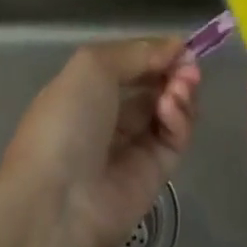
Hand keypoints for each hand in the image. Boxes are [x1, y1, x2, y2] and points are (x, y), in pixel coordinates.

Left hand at [2, 38, 200, 246]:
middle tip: (188, 66)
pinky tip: (170, 109)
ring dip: (181, 91)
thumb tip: (176, 47)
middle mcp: (111, 116)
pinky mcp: (156, 173)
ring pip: (170, 109)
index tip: (180, 45)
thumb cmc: (66, 122)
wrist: (58, 200)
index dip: (156, 53)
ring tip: (180, 86)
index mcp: (87, 90)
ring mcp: (134, 146)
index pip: (131, 65)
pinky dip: (179, 118)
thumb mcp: (92, 66)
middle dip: (174, 70)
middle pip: (155, 85)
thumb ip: (137, 52)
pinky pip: (175, 138)